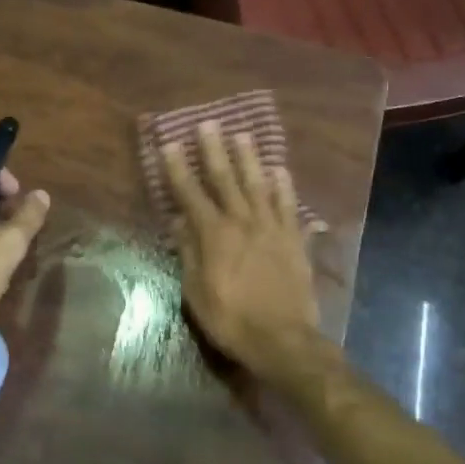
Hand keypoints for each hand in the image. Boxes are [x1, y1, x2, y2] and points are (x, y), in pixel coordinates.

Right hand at [162, 122, 326, 382]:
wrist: (283, 340)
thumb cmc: (231, 319)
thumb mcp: (196, 292)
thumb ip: (189, 252)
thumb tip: (180, 221)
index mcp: (214, 235)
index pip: (190, 194)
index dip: (178, 169)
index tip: (170, 144)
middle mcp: (243, 222)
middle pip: (226, 179)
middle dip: (214, 150)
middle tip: (208, 123)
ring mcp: (272, 228)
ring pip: (258, 184)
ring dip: (249, 158)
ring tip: (243, 134)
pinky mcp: (294, 239)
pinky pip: (288, 206)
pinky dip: (284, 187)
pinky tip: (280, 170)